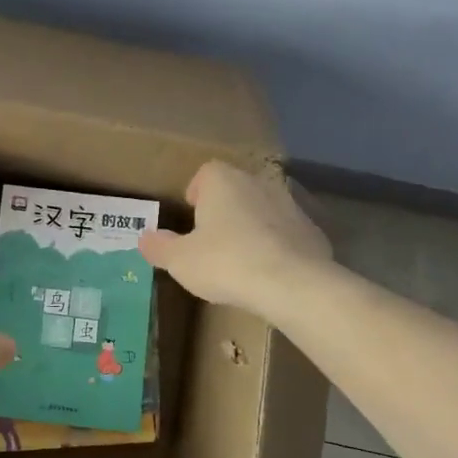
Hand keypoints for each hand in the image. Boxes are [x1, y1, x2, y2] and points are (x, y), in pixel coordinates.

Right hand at [140, 161, 331, 316]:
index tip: (191, 215)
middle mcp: (258, 183)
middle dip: (223, 209)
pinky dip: (276, 246)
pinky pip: (286, 233)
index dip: (196, 192)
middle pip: (236, 189)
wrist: (293, 285)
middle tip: (210, 240)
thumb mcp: (180, 260)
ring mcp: (290, 206)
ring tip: (240, 259)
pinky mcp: (312, 231)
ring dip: (251, 227)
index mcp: (223, 182)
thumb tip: (144, 238)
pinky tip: (268, 273)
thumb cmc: (226, 262)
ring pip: (263, 209)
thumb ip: (160, 247)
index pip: (206, 172)